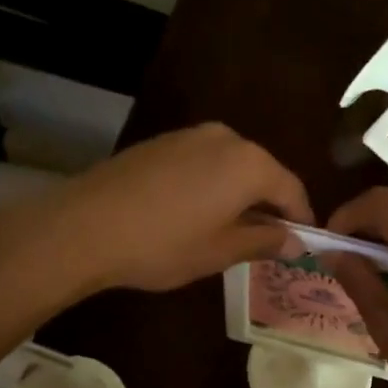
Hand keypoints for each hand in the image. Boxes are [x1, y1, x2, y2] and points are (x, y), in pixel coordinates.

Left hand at [51, 123, 312, 292]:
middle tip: (266, 241)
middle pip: (262, 172)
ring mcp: (189, 135)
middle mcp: (225, 138)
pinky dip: (210, 185)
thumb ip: (264, 241)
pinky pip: (202, 163)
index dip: (301, 218)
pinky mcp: (161, 142)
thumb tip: (294, 240)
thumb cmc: (163, 244)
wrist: (85, 226)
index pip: (292, 189)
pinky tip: (194, 213)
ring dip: (238, 195)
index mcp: (249, 163)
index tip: (302, 244)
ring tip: (229, 230)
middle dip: (268, 205)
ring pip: (230, 166)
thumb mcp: (220, 251)